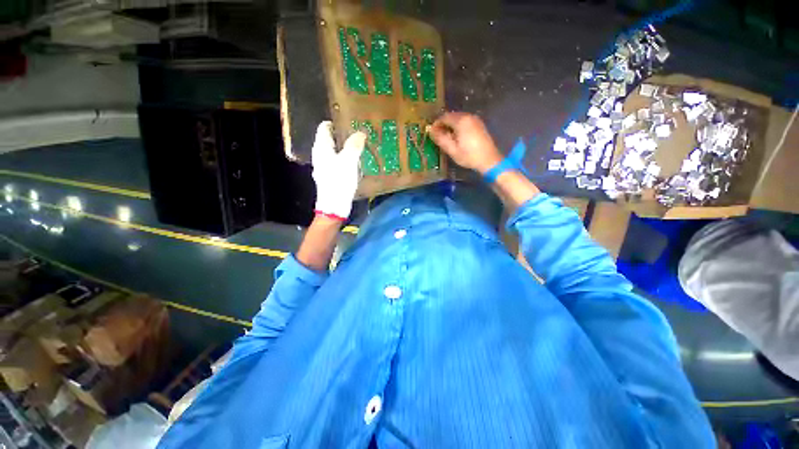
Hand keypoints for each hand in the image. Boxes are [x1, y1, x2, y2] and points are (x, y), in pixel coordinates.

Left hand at [312, 121, 365, 219]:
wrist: (334, 206)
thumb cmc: (339, 181)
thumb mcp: (349, 161)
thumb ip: (354, 145)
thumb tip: (360, 133)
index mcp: (321, 148)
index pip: (325, 127)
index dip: (337, 123)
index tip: (351, 124)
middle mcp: (320, 155)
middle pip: (330, 140)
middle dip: (344, 137)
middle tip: (359, 136)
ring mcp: (324, 167)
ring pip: (335, 152)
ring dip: (346, 150)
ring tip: (361, 149)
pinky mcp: (330, 177)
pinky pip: (338, 163)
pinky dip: (346, 161)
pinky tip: (356, 165)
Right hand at [429, 112, 502, 173]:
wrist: (489, 160)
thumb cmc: (469, 156)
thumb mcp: (452, 149)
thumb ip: (440, 138)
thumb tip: (431, 130)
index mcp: (461, 121)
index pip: (444, 117)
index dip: (436, 124)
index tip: (431, 133)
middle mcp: (468, 116)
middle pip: (452, 116)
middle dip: (443, 124)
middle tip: (438, 135)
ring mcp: (475, 120)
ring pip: (458, 118)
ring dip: (451, 125)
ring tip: (446, 137)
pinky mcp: (479, 124)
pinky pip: (465, 122)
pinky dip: (458, 126)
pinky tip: (457, 137)